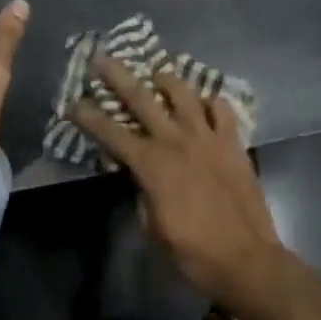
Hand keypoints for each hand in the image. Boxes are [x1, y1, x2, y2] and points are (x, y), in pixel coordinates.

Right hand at [71, 57, 294, 319]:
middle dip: (118, 76)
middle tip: (102, 58)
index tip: (73, 102)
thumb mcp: (153, 229)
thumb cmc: (194, 253)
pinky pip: (221, 108)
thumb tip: (140, 176)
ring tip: (157, 75)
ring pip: (183, 92)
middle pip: (141, 98)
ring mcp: (207, 136)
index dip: (88, 117)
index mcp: (152, 164)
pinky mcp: (233, 141)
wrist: (248, 260)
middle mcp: (176, 140)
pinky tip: (204, 105)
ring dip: (166, 79)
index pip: (111, 133)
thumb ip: (142, 194)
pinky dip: (210, 102)